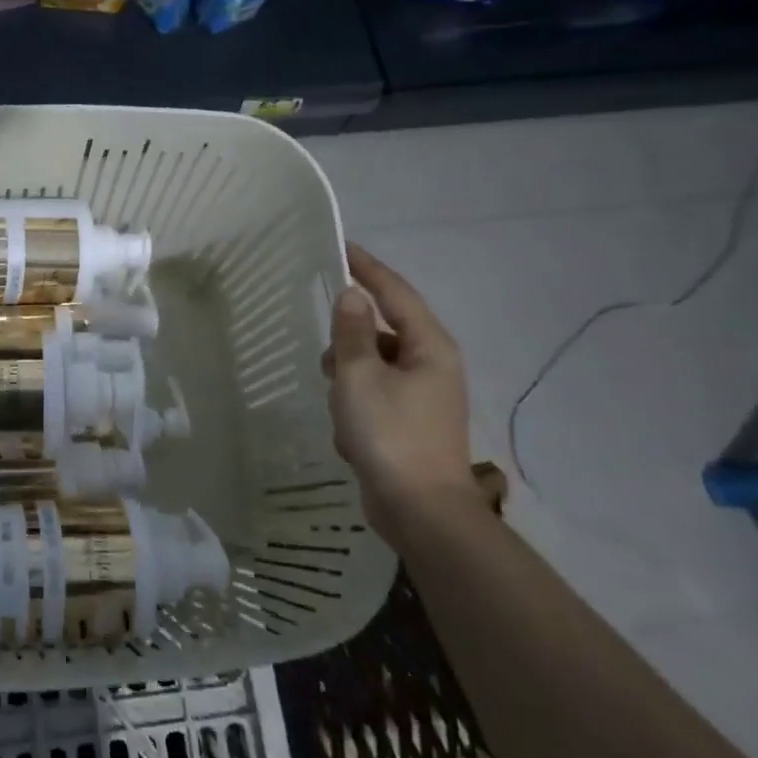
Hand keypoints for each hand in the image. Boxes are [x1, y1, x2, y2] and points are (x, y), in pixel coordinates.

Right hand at [325, 244, 479, 545]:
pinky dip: (356, 405)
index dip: (368, 268)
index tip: (341, 247)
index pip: (395, 293)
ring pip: (374, 366)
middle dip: (350, 339)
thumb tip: (351, 295)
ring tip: (336, 402)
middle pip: (383, 331)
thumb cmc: (389, 434)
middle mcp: (433, 365)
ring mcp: (424, 396)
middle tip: (324, 353)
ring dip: (349, 377)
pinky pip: (375, 396)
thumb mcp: (359, 376)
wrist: (421, 511)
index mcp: (429, 346)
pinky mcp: (411, 423)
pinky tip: (347, 432)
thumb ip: (352, 332)